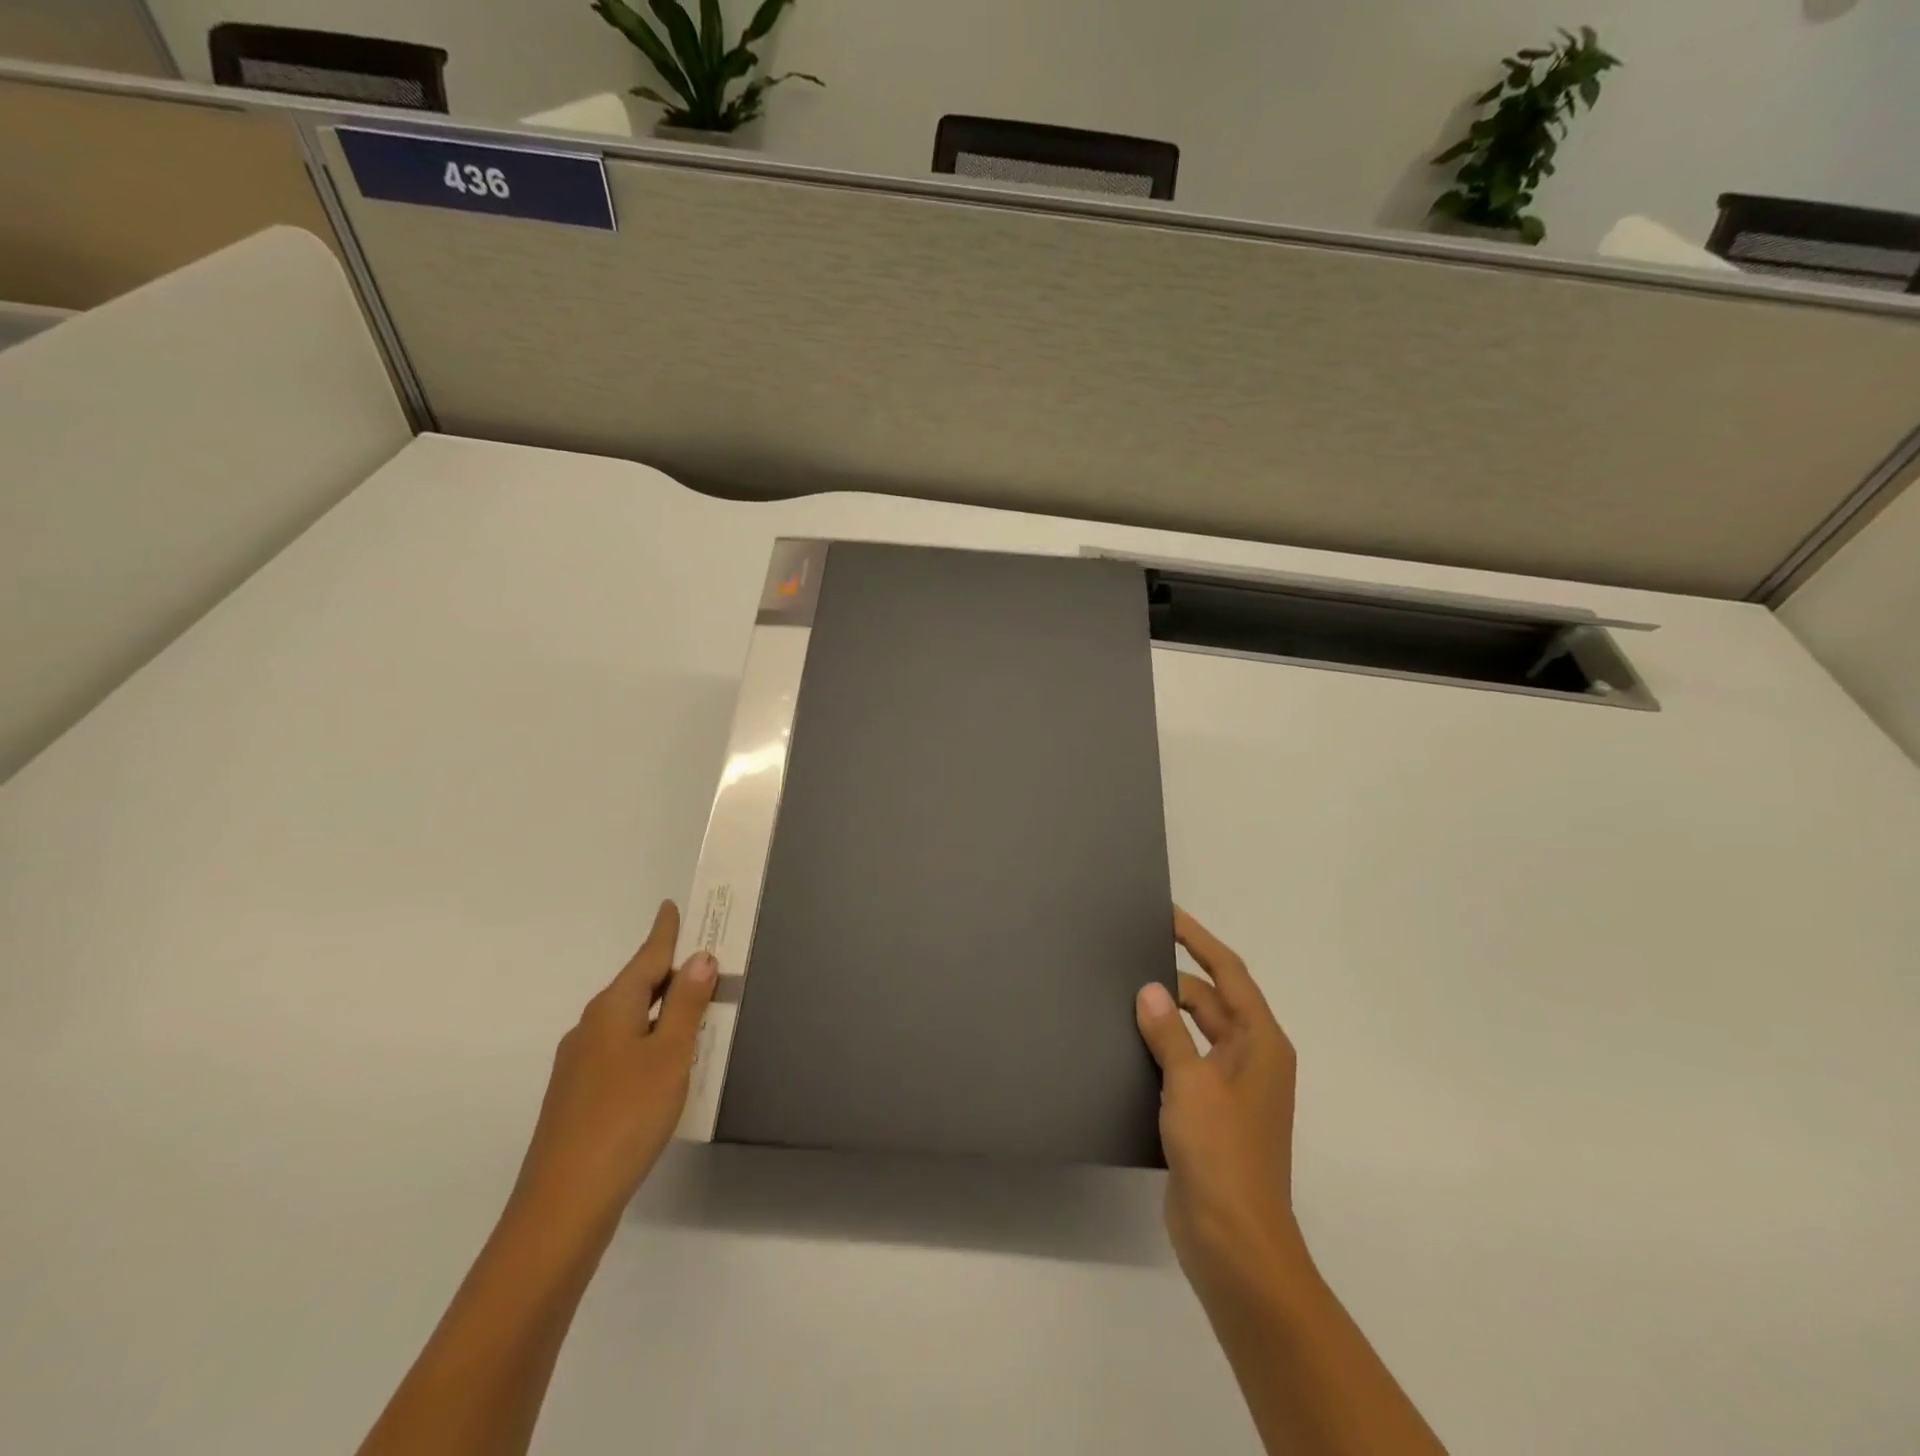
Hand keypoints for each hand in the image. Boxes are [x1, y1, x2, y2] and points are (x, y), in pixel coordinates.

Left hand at [510, 900, 716, 1230]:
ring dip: (659, 1009)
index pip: (646, 959)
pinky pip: (621, 1050)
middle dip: (666, 971)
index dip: (664, 933)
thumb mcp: (669, 1055)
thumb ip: (685, 1005)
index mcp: (611, 1009)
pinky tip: (664, 1062)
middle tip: (702, 958)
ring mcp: (579, 1065)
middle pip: (634, 987)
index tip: (671, 906)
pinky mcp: (579, 1097)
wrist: (564, 1203)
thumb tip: (700, 958)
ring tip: (694, 1007)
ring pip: (627, 1021)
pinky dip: (647, 1040)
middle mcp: (590, 1028)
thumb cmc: (625, 1116)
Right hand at [1136, 908, 1307, 1306]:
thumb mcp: (1192, 1083)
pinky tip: (1124, 1041)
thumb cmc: (1222, 1154)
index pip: (1230, 974)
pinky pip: (1182, 1062)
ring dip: (1164, 1014)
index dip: (1200, 940)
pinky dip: (1159, 1046)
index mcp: (1261, 1044)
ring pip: (1193, 1033)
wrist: (1234, 1243)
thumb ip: (1168, 1032)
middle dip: (1174, 979)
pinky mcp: (1207, 1114)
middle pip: (1210, 1001)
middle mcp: (1250, 1059)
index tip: (1168, 915)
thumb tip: (1149, 988)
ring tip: (1118, 993)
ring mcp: (1229, 1089)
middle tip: (1127, 957)